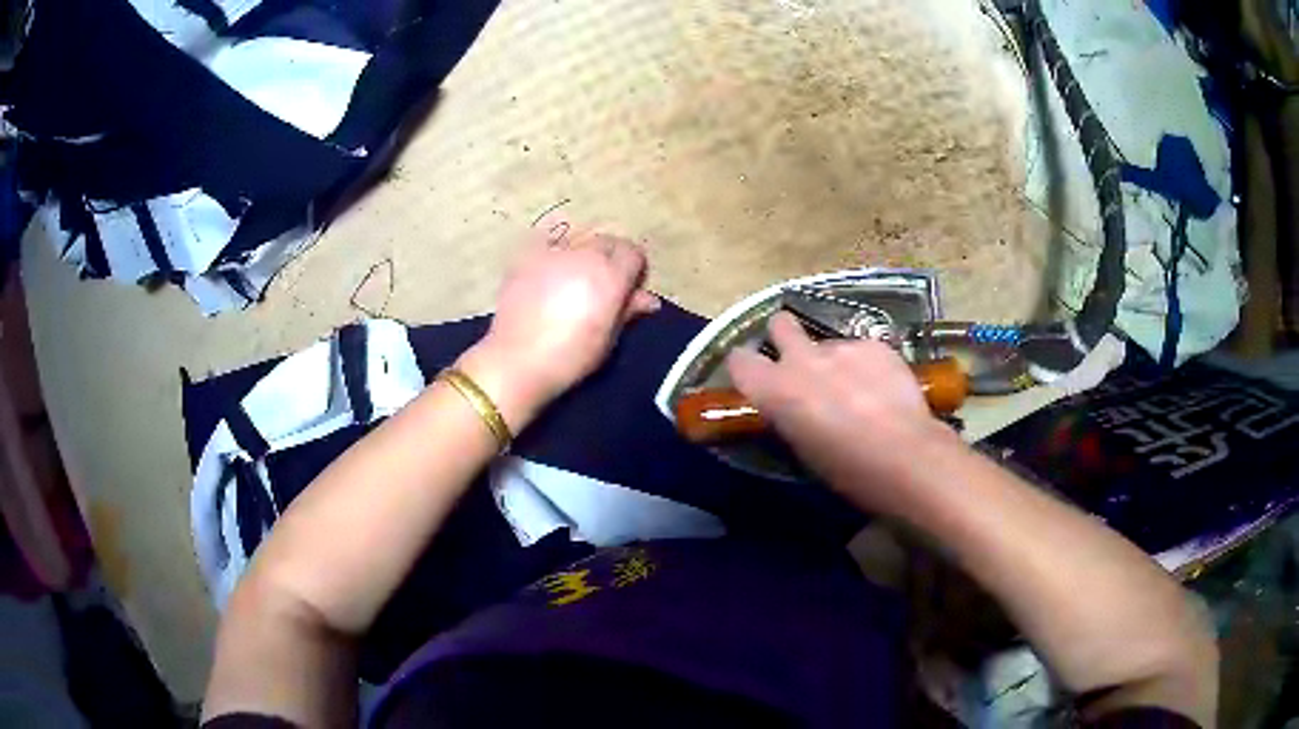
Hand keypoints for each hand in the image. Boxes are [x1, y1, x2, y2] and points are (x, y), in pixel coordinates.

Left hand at [461, 229, 660, 429]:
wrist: (517, 361)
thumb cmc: (570, 357)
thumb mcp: (608, 339)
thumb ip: (628, 311)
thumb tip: (649, 299)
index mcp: (610, 275)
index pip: (633, 253)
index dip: (633, 269)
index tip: (627, 288)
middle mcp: (585, 255)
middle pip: (607, 241)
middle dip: (610, 258)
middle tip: (600, 285)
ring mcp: (553, 252)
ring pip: (578, 238)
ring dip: (582, 251)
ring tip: (572, 275)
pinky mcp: (525, 255)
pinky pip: (545, 237)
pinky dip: (551, 244)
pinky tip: (548, 261)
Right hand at [726, 312, 955, 514]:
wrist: (905, 455)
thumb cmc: (847, 469)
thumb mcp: (802, 449)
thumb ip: (789, 416)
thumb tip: (792, 406)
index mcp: (775, 390)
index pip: (739, 360)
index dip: (747, 367)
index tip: (757, 377)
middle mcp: (802, 359)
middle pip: (780, 324)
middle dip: (785, 336)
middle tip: (800, 361)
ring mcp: (841, 346)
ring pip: (828, 343)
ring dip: (835, 361)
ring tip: (859, 390)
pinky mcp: (875, 345)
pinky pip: (863, 350)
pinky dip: (868, 365)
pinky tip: (885, 389)